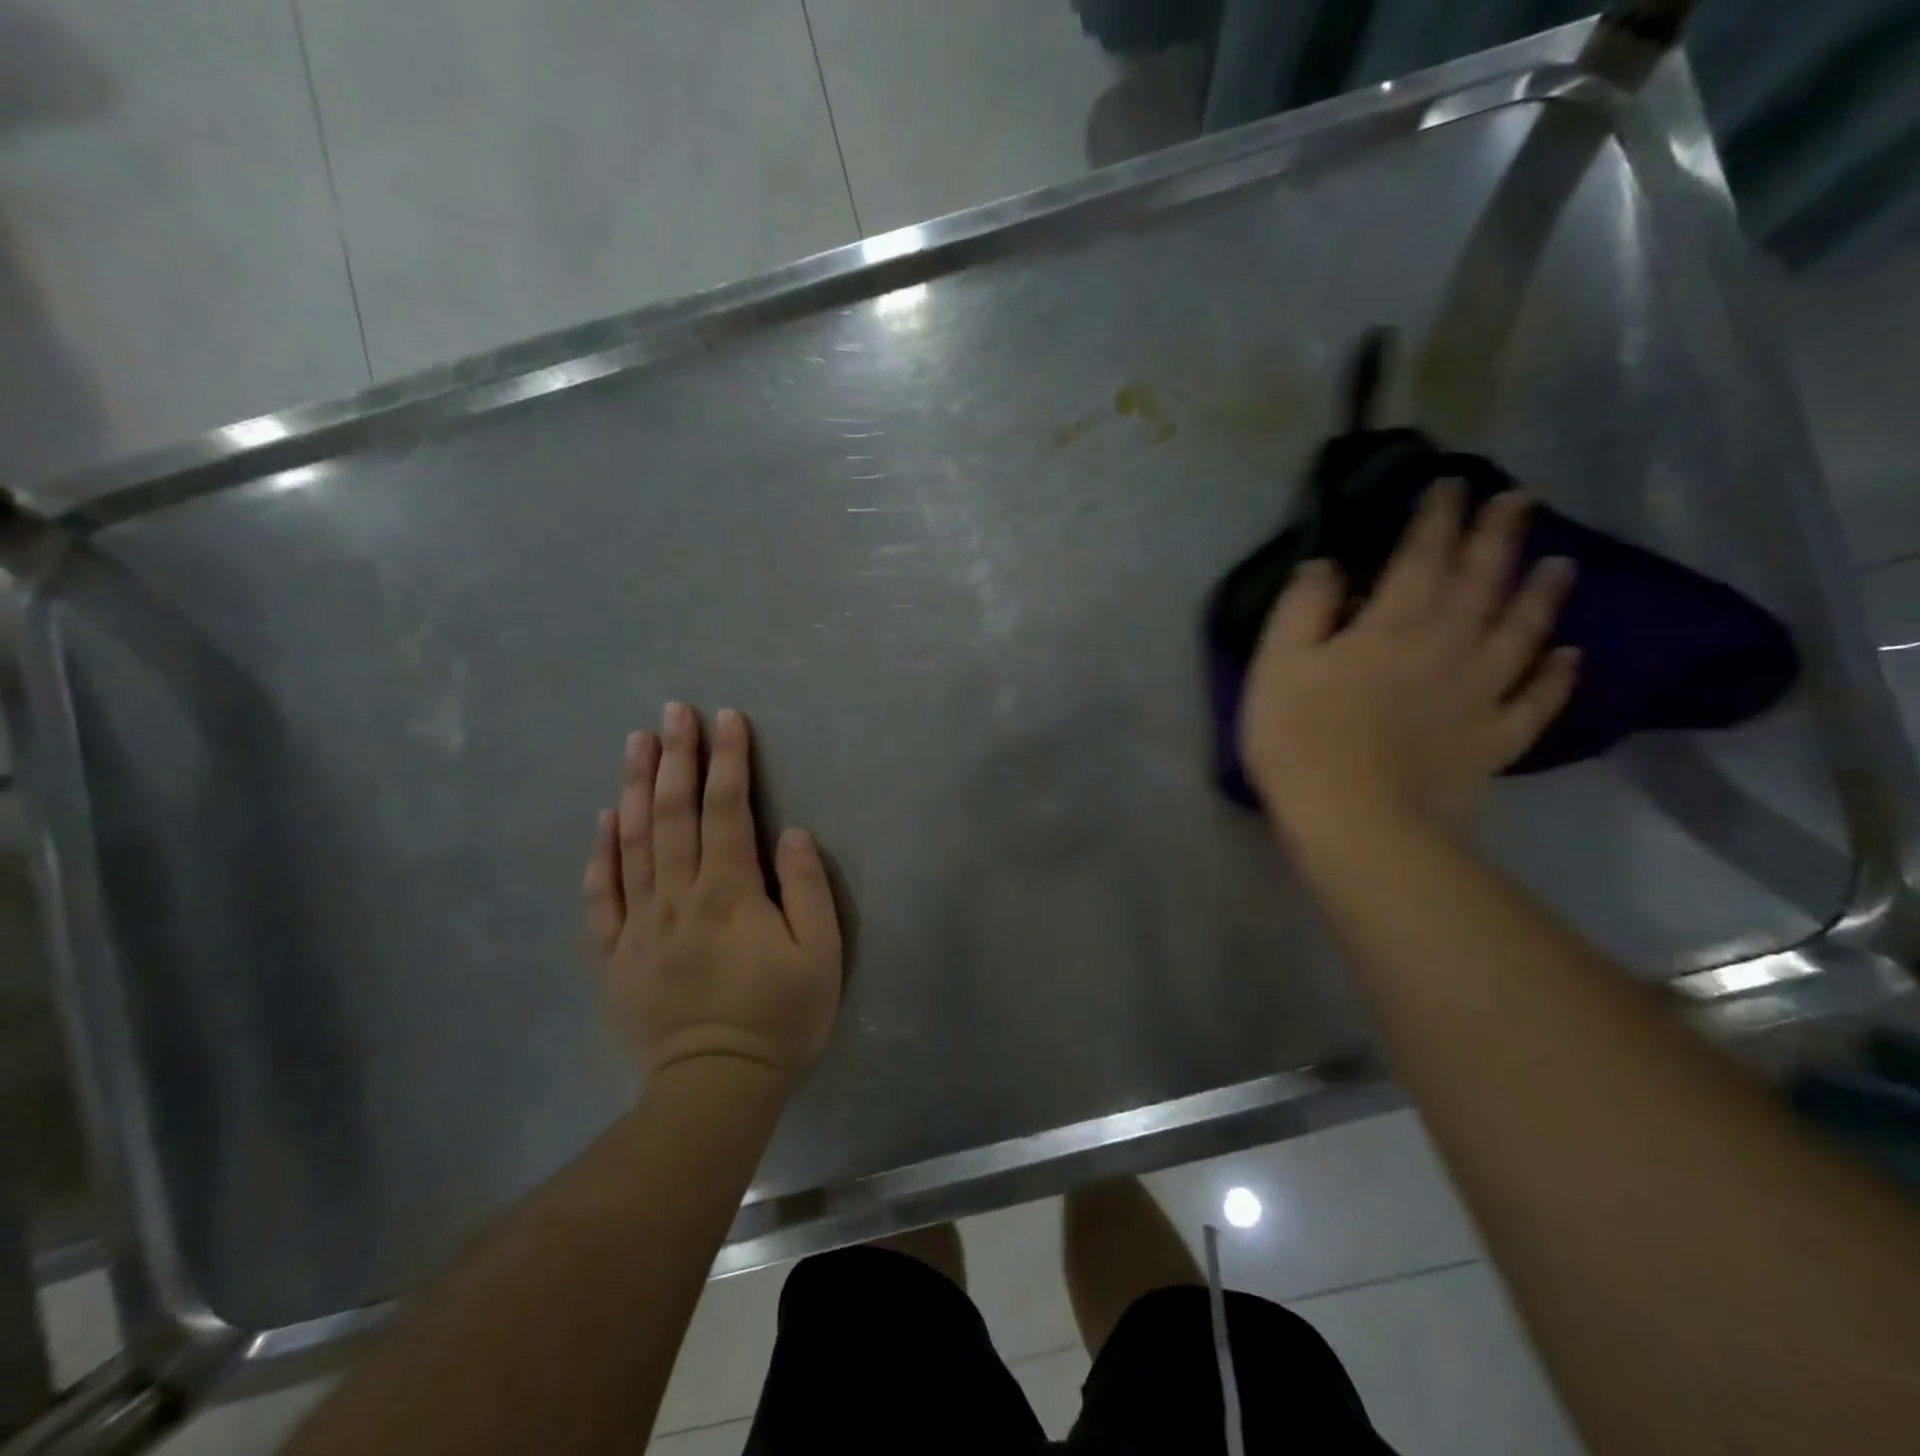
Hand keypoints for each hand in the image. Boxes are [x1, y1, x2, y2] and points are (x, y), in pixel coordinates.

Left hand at [582, 703, 842, 1086]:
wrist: (715, 1088)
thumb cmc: (779, 1018)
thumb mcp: (820, 954)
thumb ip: (806, 888)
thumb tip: (789, 833)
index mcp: (728, 892)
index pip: (727, 810)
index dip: (728, 760)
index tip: (727, 719)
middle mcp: (677, 896)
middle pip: (673, 814)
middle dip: (676, 757)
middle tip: (673, 711)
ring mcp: (639, 925)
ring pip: (633, 843)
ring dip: (635, 788)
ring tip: (636, 743)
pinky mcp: (616, 955)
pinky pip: (602, 896)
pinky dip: (600, 854)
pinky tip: (603, 820)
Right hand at [1240, 482, 1578, 835]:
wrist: (1353, 821)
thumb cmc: (1300, 739)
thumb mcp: (1277, 665)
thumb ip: (1302, 608)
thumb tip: (1327, 564)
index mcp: (1391, 625)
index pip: (1420, 556)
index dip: (1437, 517)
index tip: (1452, 483)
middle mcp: (1447, 646)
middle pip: (1482, 581)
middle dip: (1499, 535)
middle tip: (1521, 499)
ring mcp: (1479, 694)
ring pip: (1520, 632)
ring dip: (1541, 593)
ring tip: (1560, 562)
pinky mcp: (1492, 740)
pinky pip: (1536, 701)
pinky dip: (1557, 676)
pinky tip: (1570, 655)